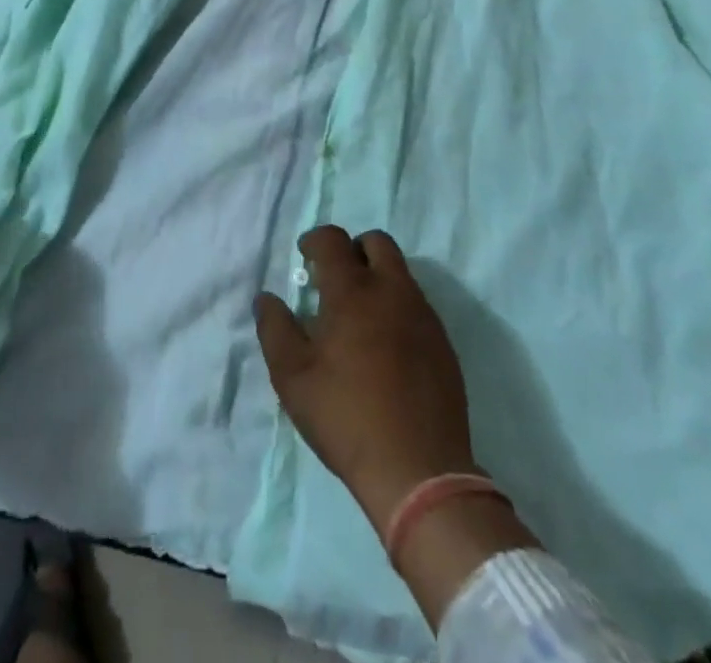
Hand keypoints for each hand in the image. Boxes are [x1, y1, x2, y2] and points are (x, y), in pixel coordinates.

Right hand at [254, 226, 477, 534]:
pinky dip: (397, 306)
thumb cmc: (346, 417)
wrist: (419, 469)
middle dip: (352, 249)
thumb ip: (275, 329)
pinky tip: (386, 345)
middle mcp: (392, 290)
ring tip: (359, 316)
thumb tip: (267, 298)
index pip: (333, 240)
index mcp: (353, 291)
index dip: (315, 241)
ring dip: (377, 277)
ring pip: (400, 271)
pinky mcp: (443, 342)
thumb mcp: (292, 378)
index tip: (305, 258)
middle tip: (335, 280)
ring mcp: (423, 314)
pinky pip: (417, 303)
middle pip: (376, 242)